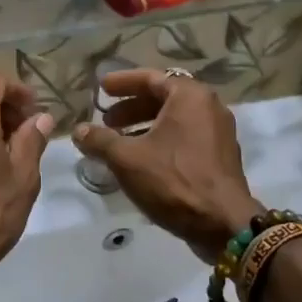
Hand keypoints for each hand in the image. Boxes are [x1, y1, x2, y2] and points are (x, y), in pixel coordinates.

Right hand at [72, 69, 261, 260]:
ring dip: (145, 126)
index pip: (151, 78)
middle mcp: (209, 107)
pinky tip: (142, 160)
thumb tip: (78, 131)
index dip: (123, 82)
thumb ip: (100, 140)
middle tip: (107, 119)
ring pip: (175, 119)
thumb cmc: (174, 180)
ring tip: (118, 141)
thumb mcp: (128, 159)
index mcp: (190, 97)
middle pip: (164, 97)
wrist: (223, 224)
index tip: (101, 88)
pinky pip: (186, 137)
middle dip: (132, 107)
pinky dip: (162, 140)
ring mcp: (219, 132)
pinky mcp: (220, 156)